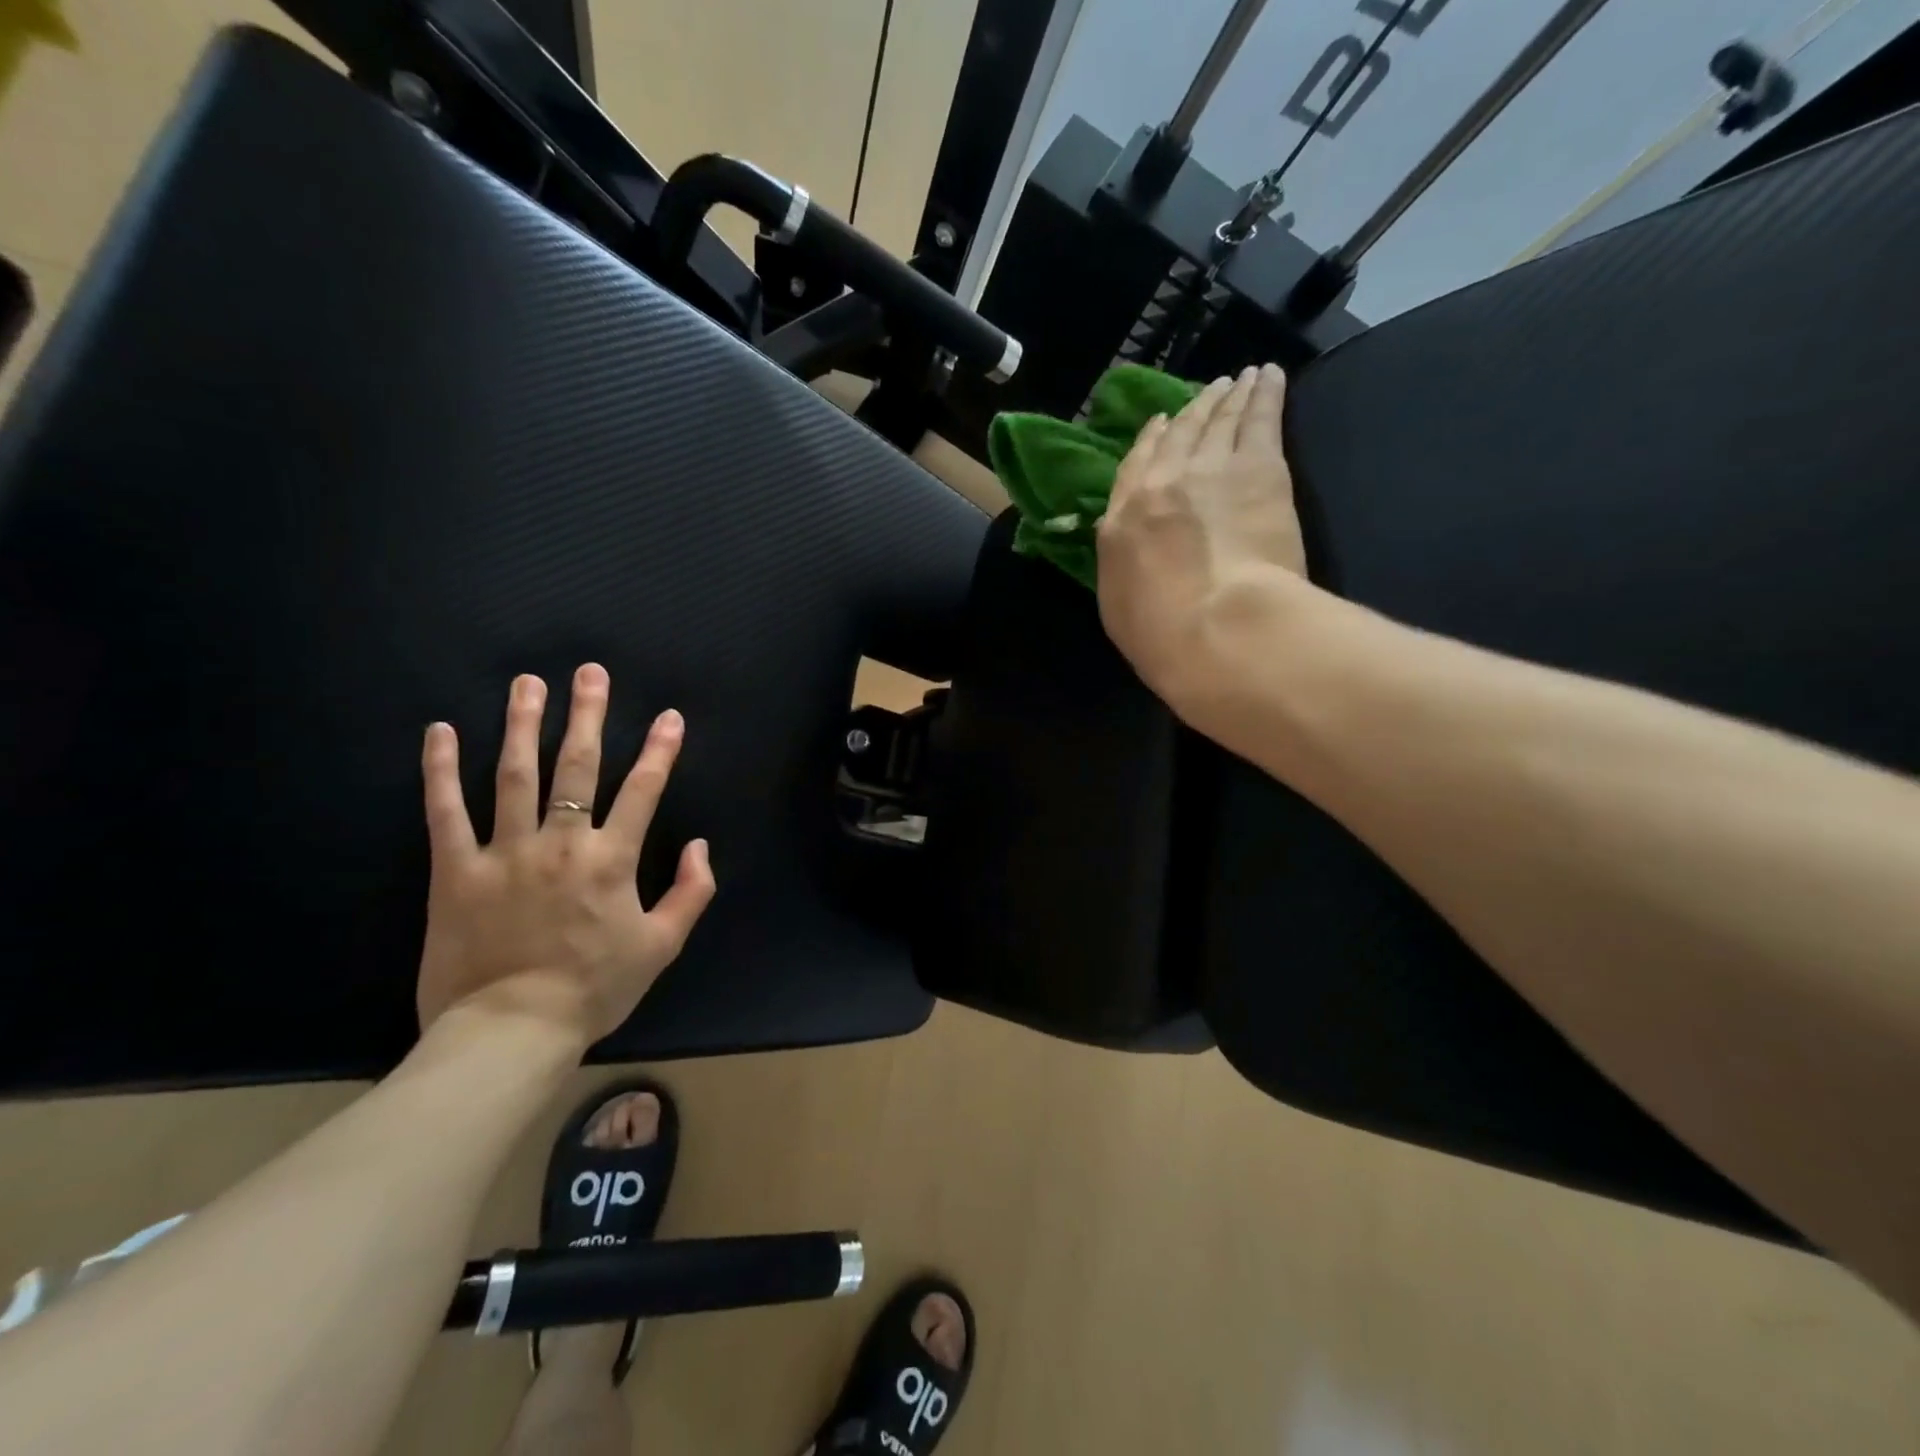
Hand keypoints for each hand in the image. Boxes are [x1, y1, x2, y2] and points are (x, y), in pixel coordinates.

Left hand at [416, 664, 715, 1043]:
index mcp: (612, 860)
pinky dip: (441, 770)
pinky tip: (440, 732)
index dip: (659, 750)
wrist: (511, 1031)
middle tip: (589, 672)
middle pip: (577, 767)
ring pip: (514, 774)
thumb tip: (701, 845)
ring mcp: (505, 852)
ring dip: (523, 724)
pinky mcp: (456, 870)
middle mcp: (561, 842)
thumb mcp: (662, 946)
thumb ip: (692, 892)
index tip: (668, 716)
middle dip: (587, 715)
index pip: (643, 791)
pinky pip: (445, 812)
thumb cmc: (594, 988)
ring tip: (527, 683)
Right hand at [1097, 364, 1306, 716]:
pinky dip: (1265, 393)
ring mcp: (1211, 468)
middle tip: (1208, 391)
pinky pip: (1260, 417)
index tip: (1160, 423)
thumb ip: (1121, 565)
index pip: (1134, 468)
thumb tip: (1127, 542)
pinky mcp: (1260, 467)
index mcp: (1121, 520)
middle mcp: (1161, 482)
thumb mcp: (1118, 606)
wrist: (1216, 625)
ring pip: (1219, 419)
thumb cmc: (1161, 635)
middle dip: (1192, 410)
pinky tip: (1270, 377)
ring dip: (1229, 395)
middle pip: (1179, 435)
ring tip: (1241, 378)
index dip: (1149, 442)